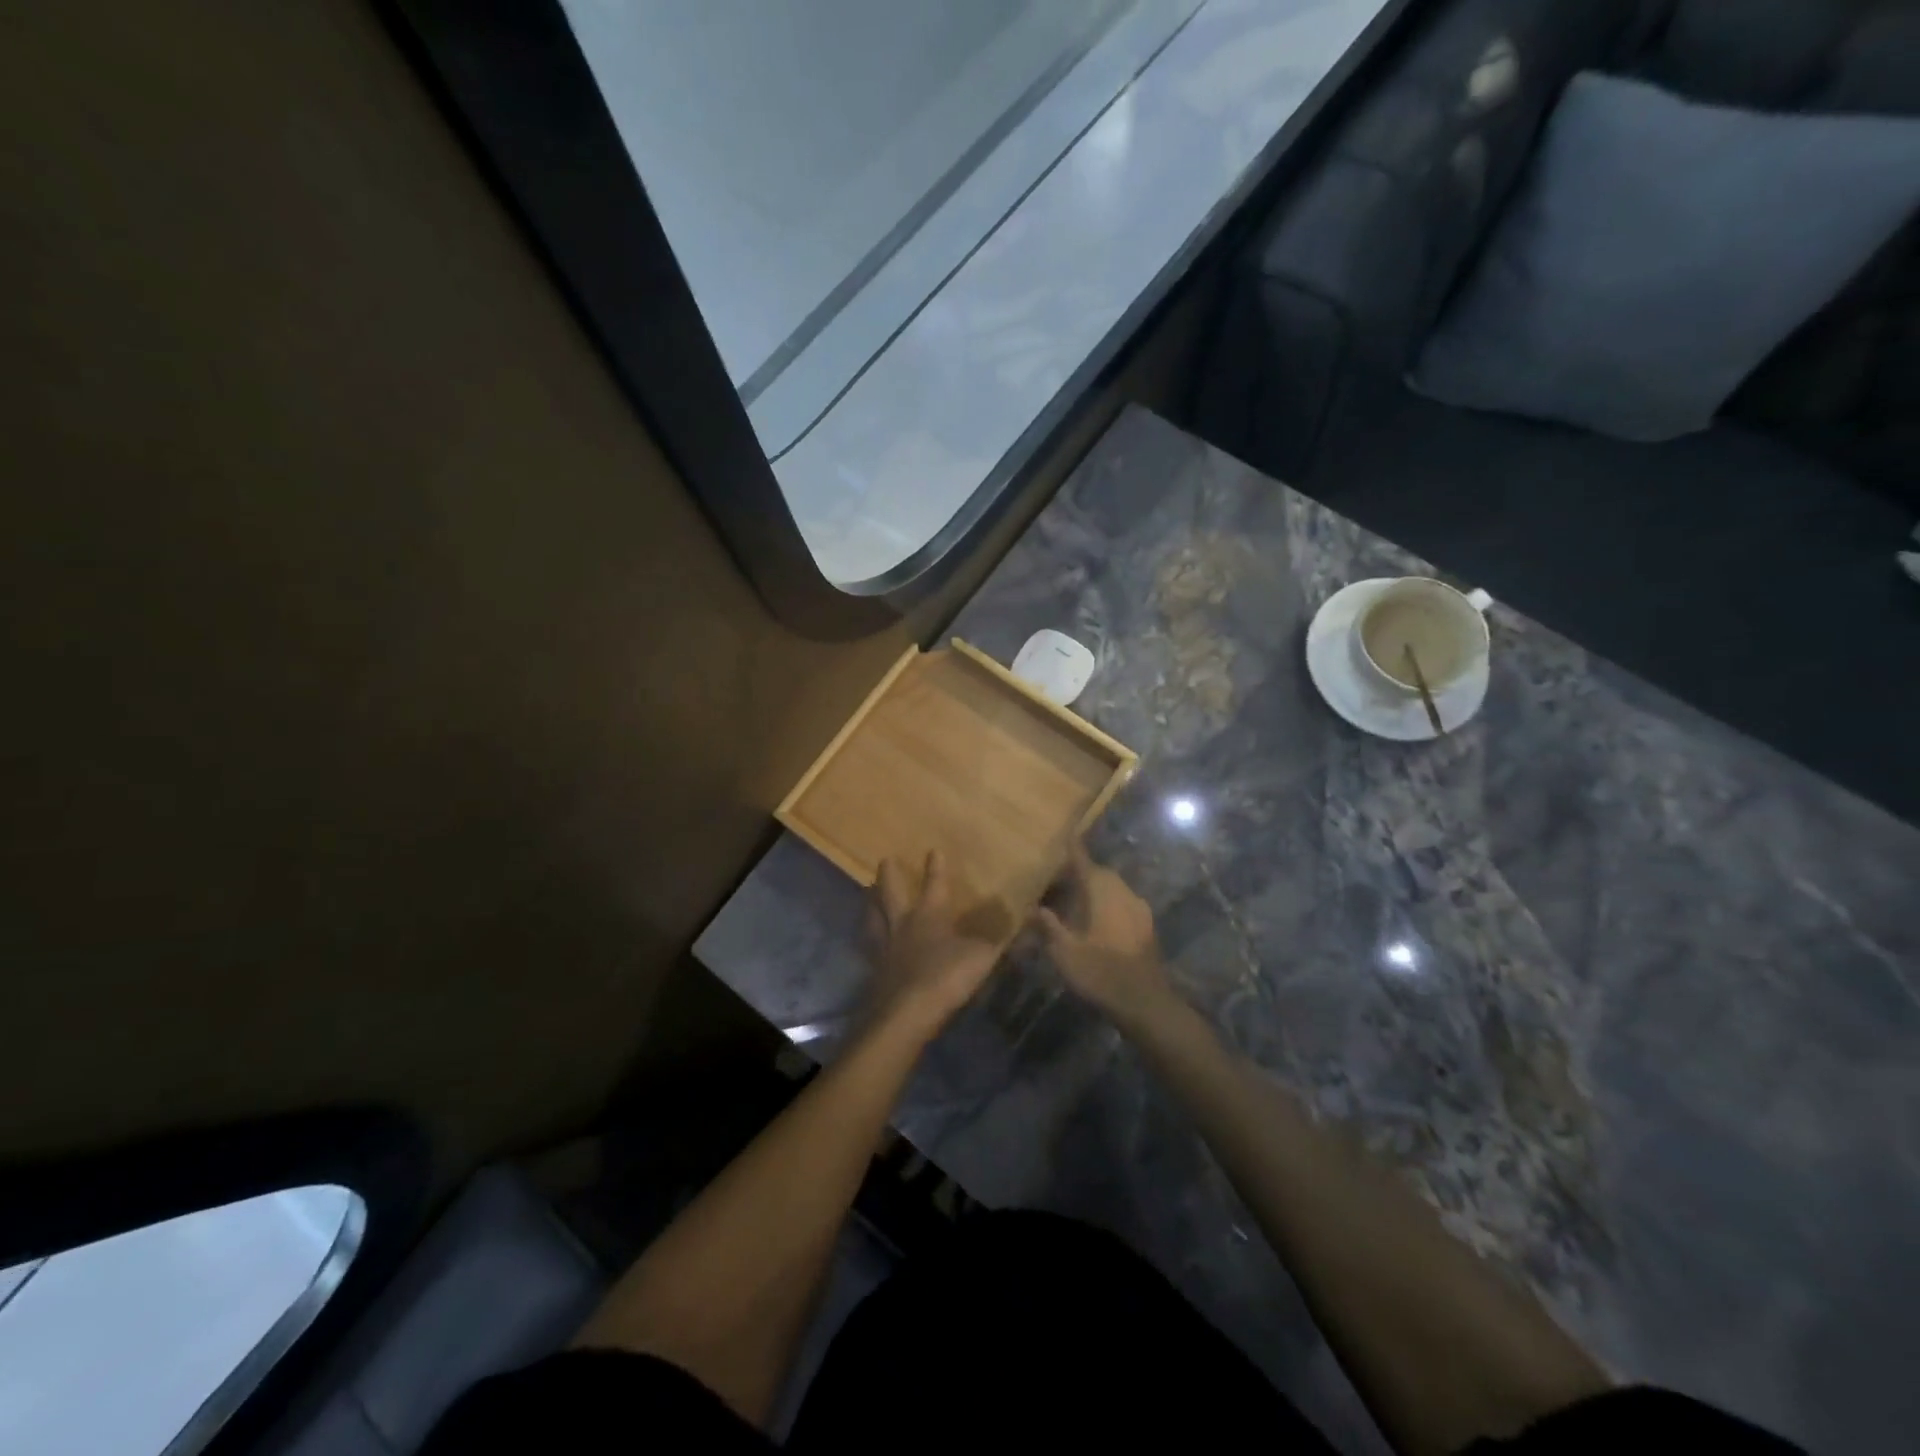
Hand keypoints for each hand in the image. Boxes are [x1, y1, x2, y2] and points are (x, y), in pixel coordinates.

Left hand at [865, 851, 1001, 1040]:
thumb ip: (1000, 938)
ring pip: (873, 916)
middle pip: (890, 893)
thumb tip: (1027, 918)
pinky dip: (868, 940)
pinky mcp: (874, 971)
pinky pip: (869, 948)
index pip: (934, 885)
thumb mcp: (982, 956)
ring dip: (870, 903)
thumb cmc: (946, 977)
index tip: (933, 851)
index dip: (936, 868)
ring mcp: (884, 947)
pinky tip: (869, 942)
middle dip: (889, 875)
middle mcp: (902, 924)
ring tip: (867, 894)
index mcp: (929, 915)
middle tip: (884, 860)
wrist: (906, 1013)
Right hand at [1035, 845, 1176, 1025]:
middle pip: (1102, 873)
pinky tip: (1098, 918)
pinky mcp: (1147, 926)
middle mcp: (1123, 893)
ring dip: (1098, 888)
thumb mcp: (1065, 951)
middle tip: (1063, 876)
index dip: (1074, 850)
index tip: (1067, 836)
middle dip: (1084, 871)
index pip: (1084, 863)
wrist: (1145, 1002)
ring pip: (1115, 888)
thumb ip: (1050, 926)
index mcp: (1102, 892)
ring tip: (1077, 898)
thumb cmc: (1100, 972)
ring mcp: (1139, 909)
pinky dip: (1110, 903)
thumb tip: (1035, 908)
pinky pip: (1124, 902)